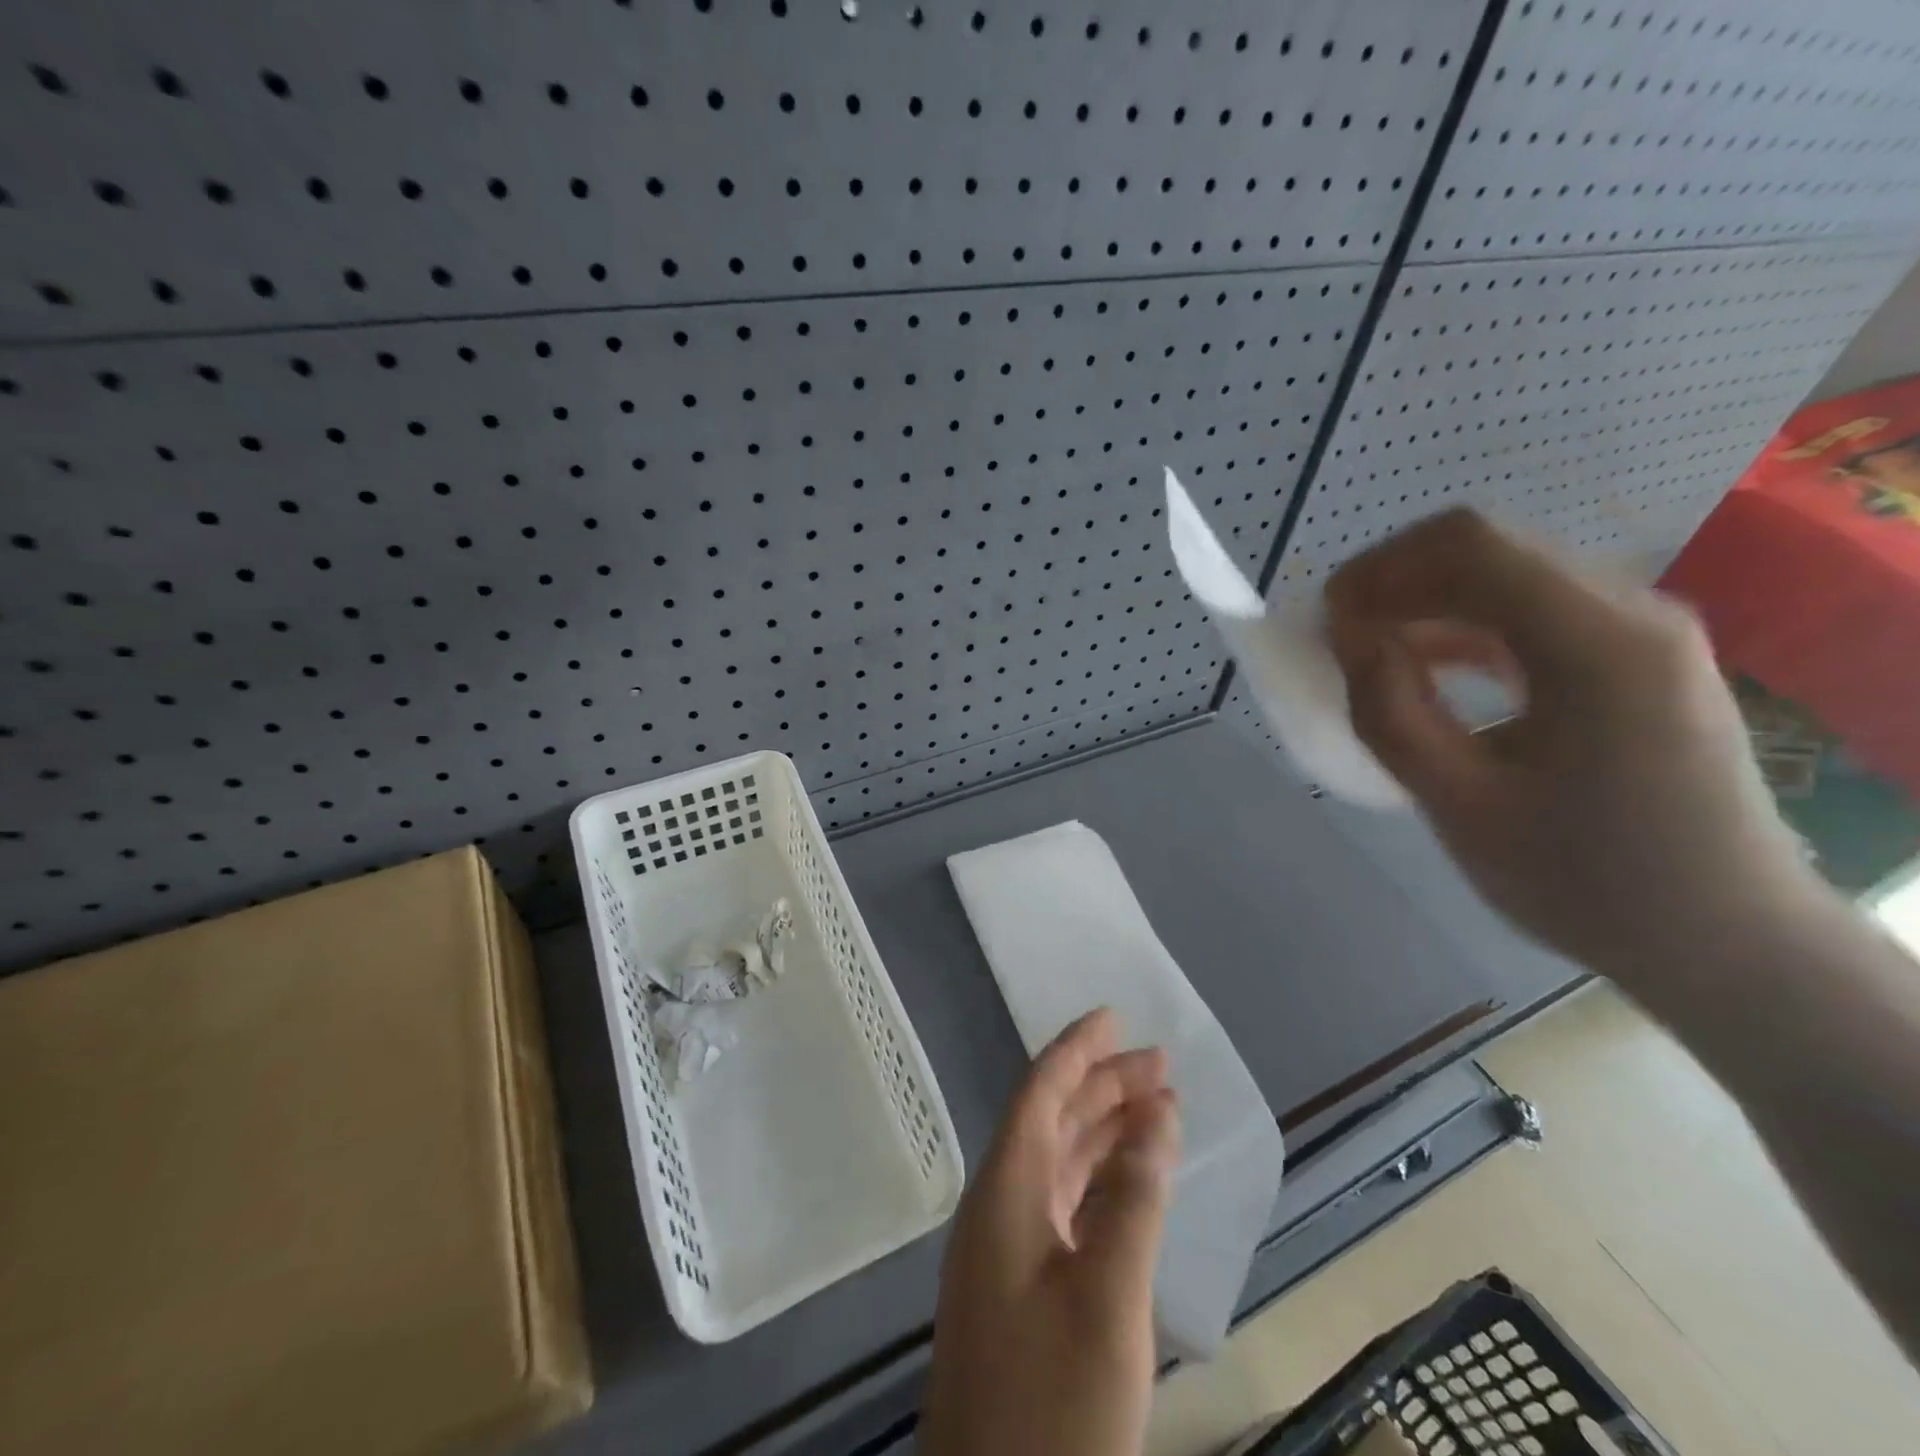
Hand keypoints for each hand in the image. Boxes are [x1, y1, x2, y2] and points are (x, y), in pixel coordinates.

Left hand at [920, 1009, 1178, 1455]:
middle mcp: (999, 1206)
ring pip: (1057, 1162)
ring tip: (1156, 1107)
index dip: (1075, 1049)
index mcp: (1005, 1191)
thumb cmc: (1053, 1407)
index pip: (1039, 1093)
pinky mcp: (1020, 1289)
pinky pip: (1062, 1206)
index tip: (1113, 1016)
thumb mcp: (1108, 1300)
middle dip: (1102, 1085)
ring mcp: (1006, 1250)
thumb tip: (1158, 1115)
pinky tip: (1130, 1180)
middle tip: (1159, 1064)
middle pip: (1051, 1121)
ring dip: (1103, 1131)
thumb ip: (1135, 1201)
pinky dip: (1099, 1181)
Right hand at [1324, 509, 1824, 991]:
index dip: (1379, 571)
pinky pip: (1534, 611)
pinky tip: (1429, 667)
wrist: (1724, 940)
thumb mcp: (1460, 804)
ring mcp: (1641, 631)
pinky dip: (1466, 626)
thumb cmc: (1585, 880)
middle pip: (1490, 548)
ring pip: (1508, 574)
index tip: (1324, 621)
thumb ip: (1390, 713)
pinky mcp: (1636, 657)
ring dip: (1427, 601)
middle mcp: (1630, 613)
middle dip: (1396, 581)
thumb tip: (1348, 640)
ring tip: (1370, 653)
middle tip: (1338, 637)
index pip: (1470, 548)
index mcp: (1597, 644)